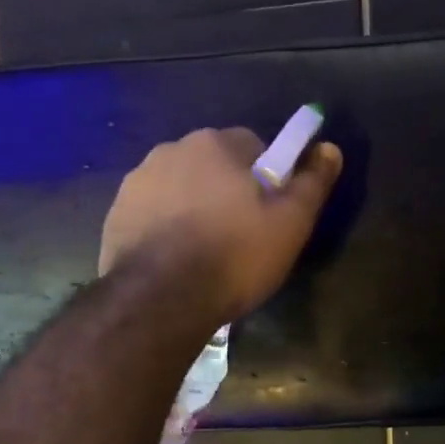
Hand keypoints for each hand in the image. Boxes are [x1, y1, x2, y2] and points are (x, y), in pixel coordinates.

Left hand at [100, 126, 343, 329]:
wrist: (160, 300)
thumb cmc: (234, 257)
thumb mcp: (290, 224)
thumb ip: (312, 182)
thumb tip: (329, 148)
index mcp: (215, 144)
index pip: (253, 146)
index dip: (266, 179)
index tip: (269, 214)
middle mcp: (170, 150)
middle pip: (212, 166)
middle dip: (226, 191)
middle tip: (239, 237)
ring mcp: (136, 182)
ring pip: (179, 188)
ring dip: (193, 208)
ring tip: (204, 253)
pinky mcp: (115, 215)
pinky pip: (152, 213)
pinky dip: (164, 228)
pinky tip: (174, 261)